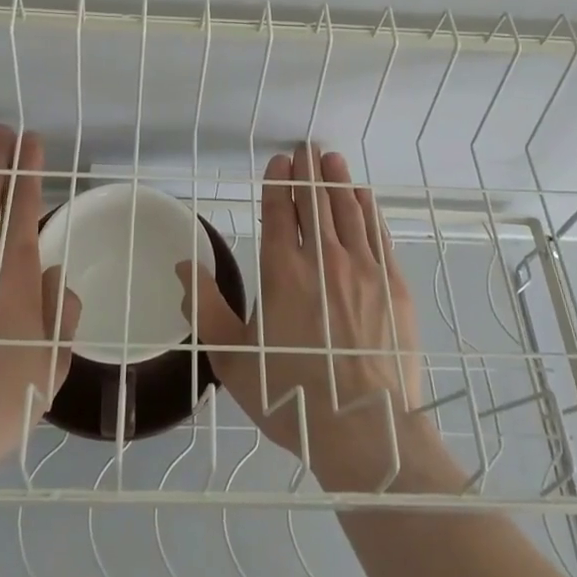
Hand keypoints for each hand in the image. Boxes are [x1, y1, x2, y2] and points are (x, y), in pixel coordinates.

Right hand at [180, 142, 443, 492]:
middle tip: (307, 147)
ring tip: (333, 159)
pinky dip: (369, 210)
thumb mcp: (232, 359)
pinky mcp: (393, 285)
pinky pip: (378, 234)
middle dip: (309, 171)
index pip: (280, 212)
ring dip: (338, 181)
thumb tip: (183, 265)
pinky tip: (364, 197)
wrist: (364, 428)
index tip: (280, 162)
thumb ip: (205, 308)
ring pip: (348, 211)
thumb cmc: (290, 395)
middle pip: (315, 202)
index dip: (279, 183)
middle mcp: (324, 259)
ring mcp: (364, 269)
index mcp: (282, 272)